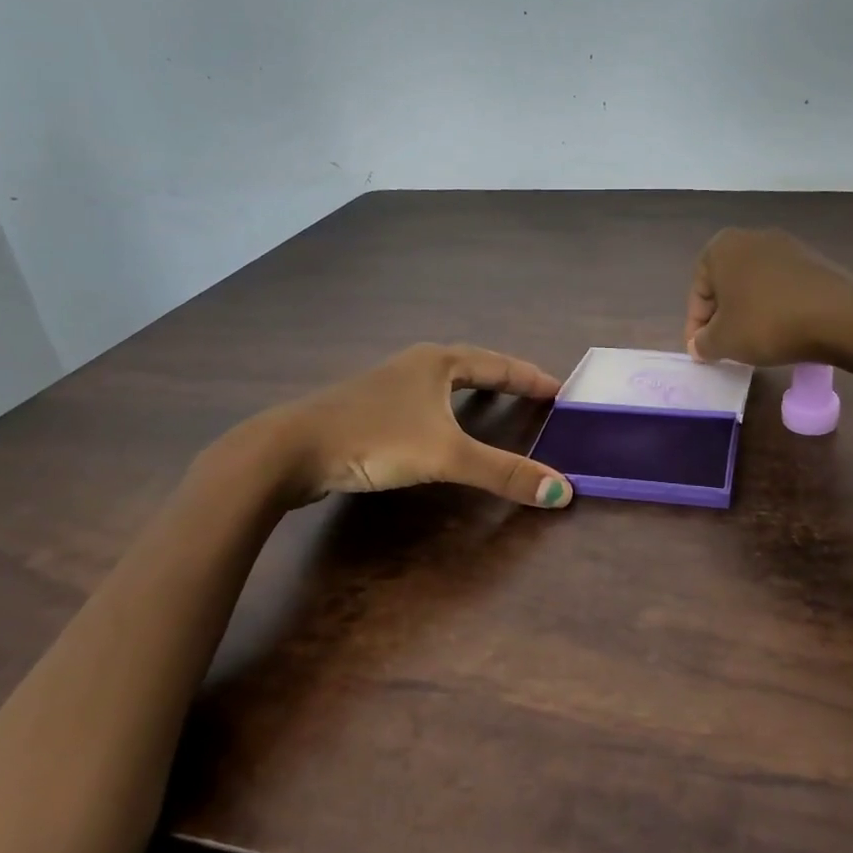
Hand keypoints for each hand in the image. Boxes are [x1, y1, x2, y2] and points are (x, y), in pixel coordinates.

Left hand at [223, 343, 573, 508]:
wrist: (290, 450)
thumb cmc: (374, 439)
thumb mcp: (445, 456)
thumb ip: (502, 472)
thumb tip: (562, 491)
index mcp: (438, 362)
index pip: (498, 364)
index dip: (531, 378)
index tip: (559, 389)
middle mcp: (414, 365)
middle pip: (472, 365)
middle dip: (504, 378)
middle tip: (534, 395)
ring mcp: (387, 384)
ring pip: (443, 381)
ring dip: (473, 390)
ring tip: (495, 403)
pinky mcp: (368, 408)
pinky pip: (422, 400)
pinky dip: (446, 408)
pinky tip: (440, 425)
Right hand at [685, 228, 852, 366]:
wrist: (838, 317)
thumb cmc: (766, 324)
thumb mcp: (723, 341)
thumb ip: (702, 343)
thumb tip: (700, 345)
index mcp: (722, 247)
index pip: (698, 291)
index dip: (695, 326)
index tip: (702, 351)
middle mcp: (752, 237)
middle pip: (726, 284)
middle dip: (722, 315)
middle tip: (725, 346)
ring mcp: (788, 245)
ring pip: (755, 284)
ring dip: (749, 311)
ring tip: (754, 341)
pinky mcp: (815, 260)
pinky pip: (783, 286)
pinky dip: (776, 307)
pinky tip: (783, 330)